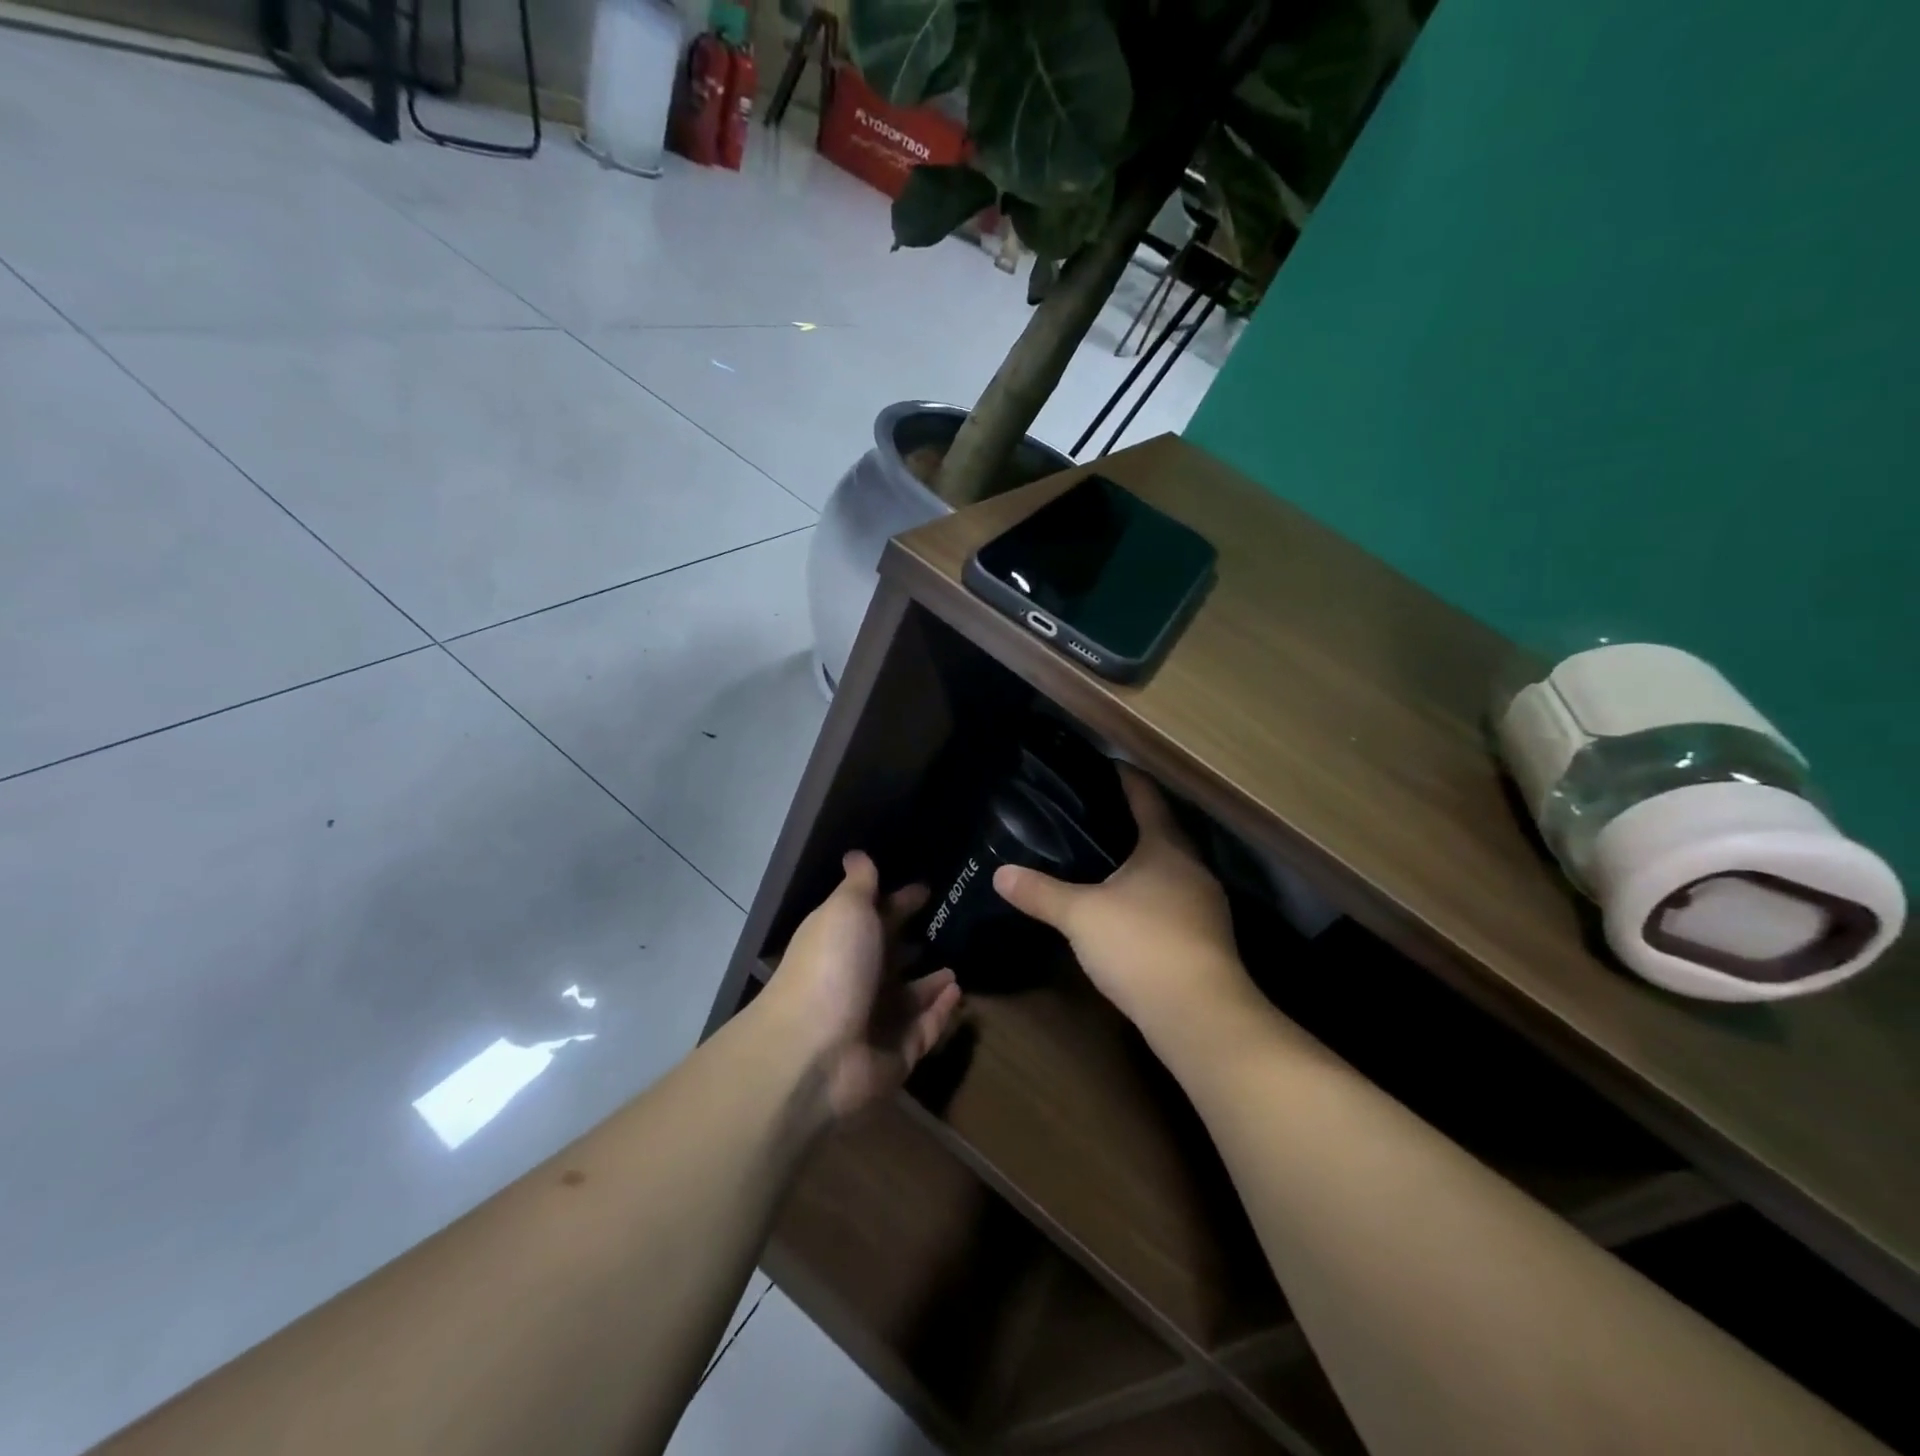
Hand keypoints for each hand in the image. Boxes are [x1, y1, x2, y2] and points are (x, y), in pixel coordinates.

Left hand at [763, 851, 962, 1120]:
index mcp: (844, 942)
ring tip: (959, 965)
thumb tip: (856, 853)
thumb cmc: (832, 967)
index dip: (900, 901)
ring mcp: (877, 1020)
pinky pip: (925, 1029)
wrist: (814, 1051)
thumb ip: (859, 884)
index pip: (877, 916)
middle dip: (916, 942)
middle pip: (892, 957)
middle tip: (955, 926)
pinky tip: (959, 992)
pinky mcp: (897, 1054)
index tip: (928, 888)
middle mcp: (859, 979)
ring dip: (931, 982)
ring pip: (910, 997)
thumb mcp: (845, 910)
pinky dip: (941, 1012)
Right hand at [993, 766, 1250, 1036]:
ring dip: (1143, 862)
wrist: (1199, 1015)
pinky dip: (1151, 896)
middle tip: (1092, 815)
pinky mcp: (1207, 939)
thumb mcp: (1081, 915)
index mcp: (1166, 847)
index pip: (1147, 797)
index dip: (1126, 778)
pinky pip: (1174, 902)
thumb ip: (1041, 893)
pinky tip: (1127, 911)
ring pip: (1171, 870)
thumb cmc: (1140, 945)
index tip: (1104, 765)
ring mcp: (1205, 906)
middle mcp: (1192, 868)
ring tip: (1104, 861)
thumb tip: (1000, 873)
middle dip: (1132, 821)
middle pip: (1163, 832)